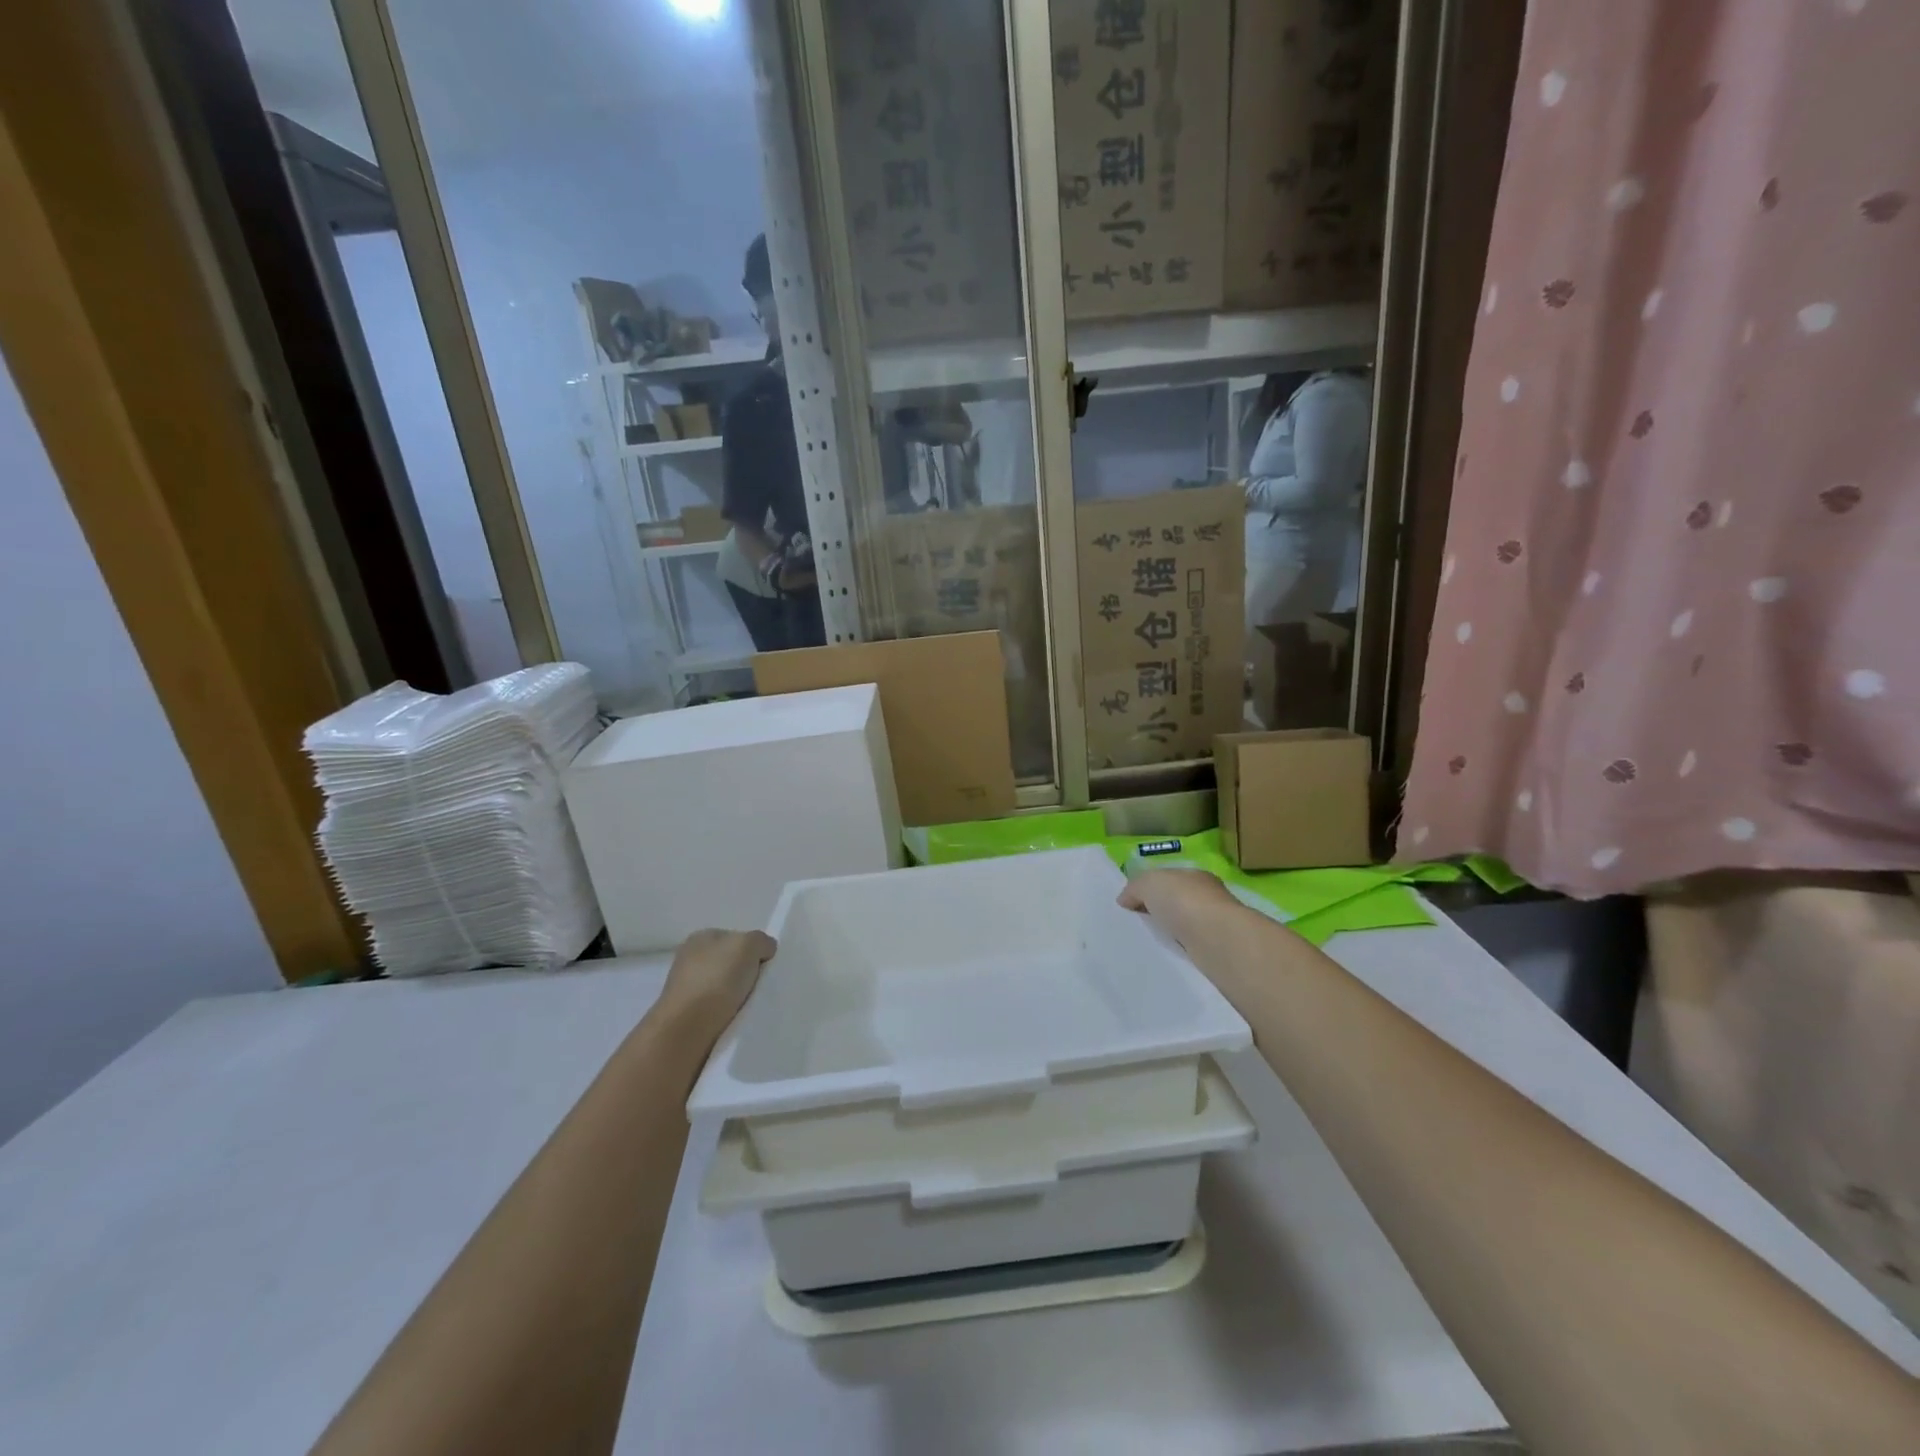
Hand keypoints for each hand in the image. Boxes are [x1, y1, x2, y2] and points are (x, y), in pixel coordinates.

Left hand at [654, 929, 776, 1044]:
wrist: (686, 1030)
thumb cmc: (716, 979)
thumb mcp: (748, 945)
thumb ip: (761, 941)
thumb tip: (765, 951)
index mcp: (700, 937)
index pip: (734, 938)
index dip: (752, 950)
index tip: (765, 966)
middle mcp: (688, 959)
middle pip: (729, 963)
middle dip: (745, 973)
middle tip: (761, 986)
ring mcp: (685, 989)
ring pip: (723, 987)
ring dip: (737, 996)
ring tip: (750, 1006)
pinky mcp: (685, 1016)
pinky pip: (716, 1010)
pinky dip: (728, 1014)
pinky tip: (736, 1020)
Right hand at [1118, 868, 1236, 952]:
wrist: (1218, 940)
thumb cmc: (1184, 901)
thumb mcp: (1149, 883)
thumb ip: (1135, 887)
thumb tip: (1124, 900)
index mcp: (1194, 876)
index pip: (1168, 880)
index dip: (1148, 890)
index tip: (1129, 906)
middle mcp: (1208, 898)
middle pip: (1175, 904)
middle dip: (1157, 913)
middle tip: (1133, 927)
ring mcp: (1214, 926)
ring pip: (1183, 928)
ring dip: (1168, 935)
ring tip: (1144, 945)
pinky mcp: (1216, 952)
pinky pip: (1189, 950)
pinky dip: (1177, 952)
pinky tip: (1163, 957)